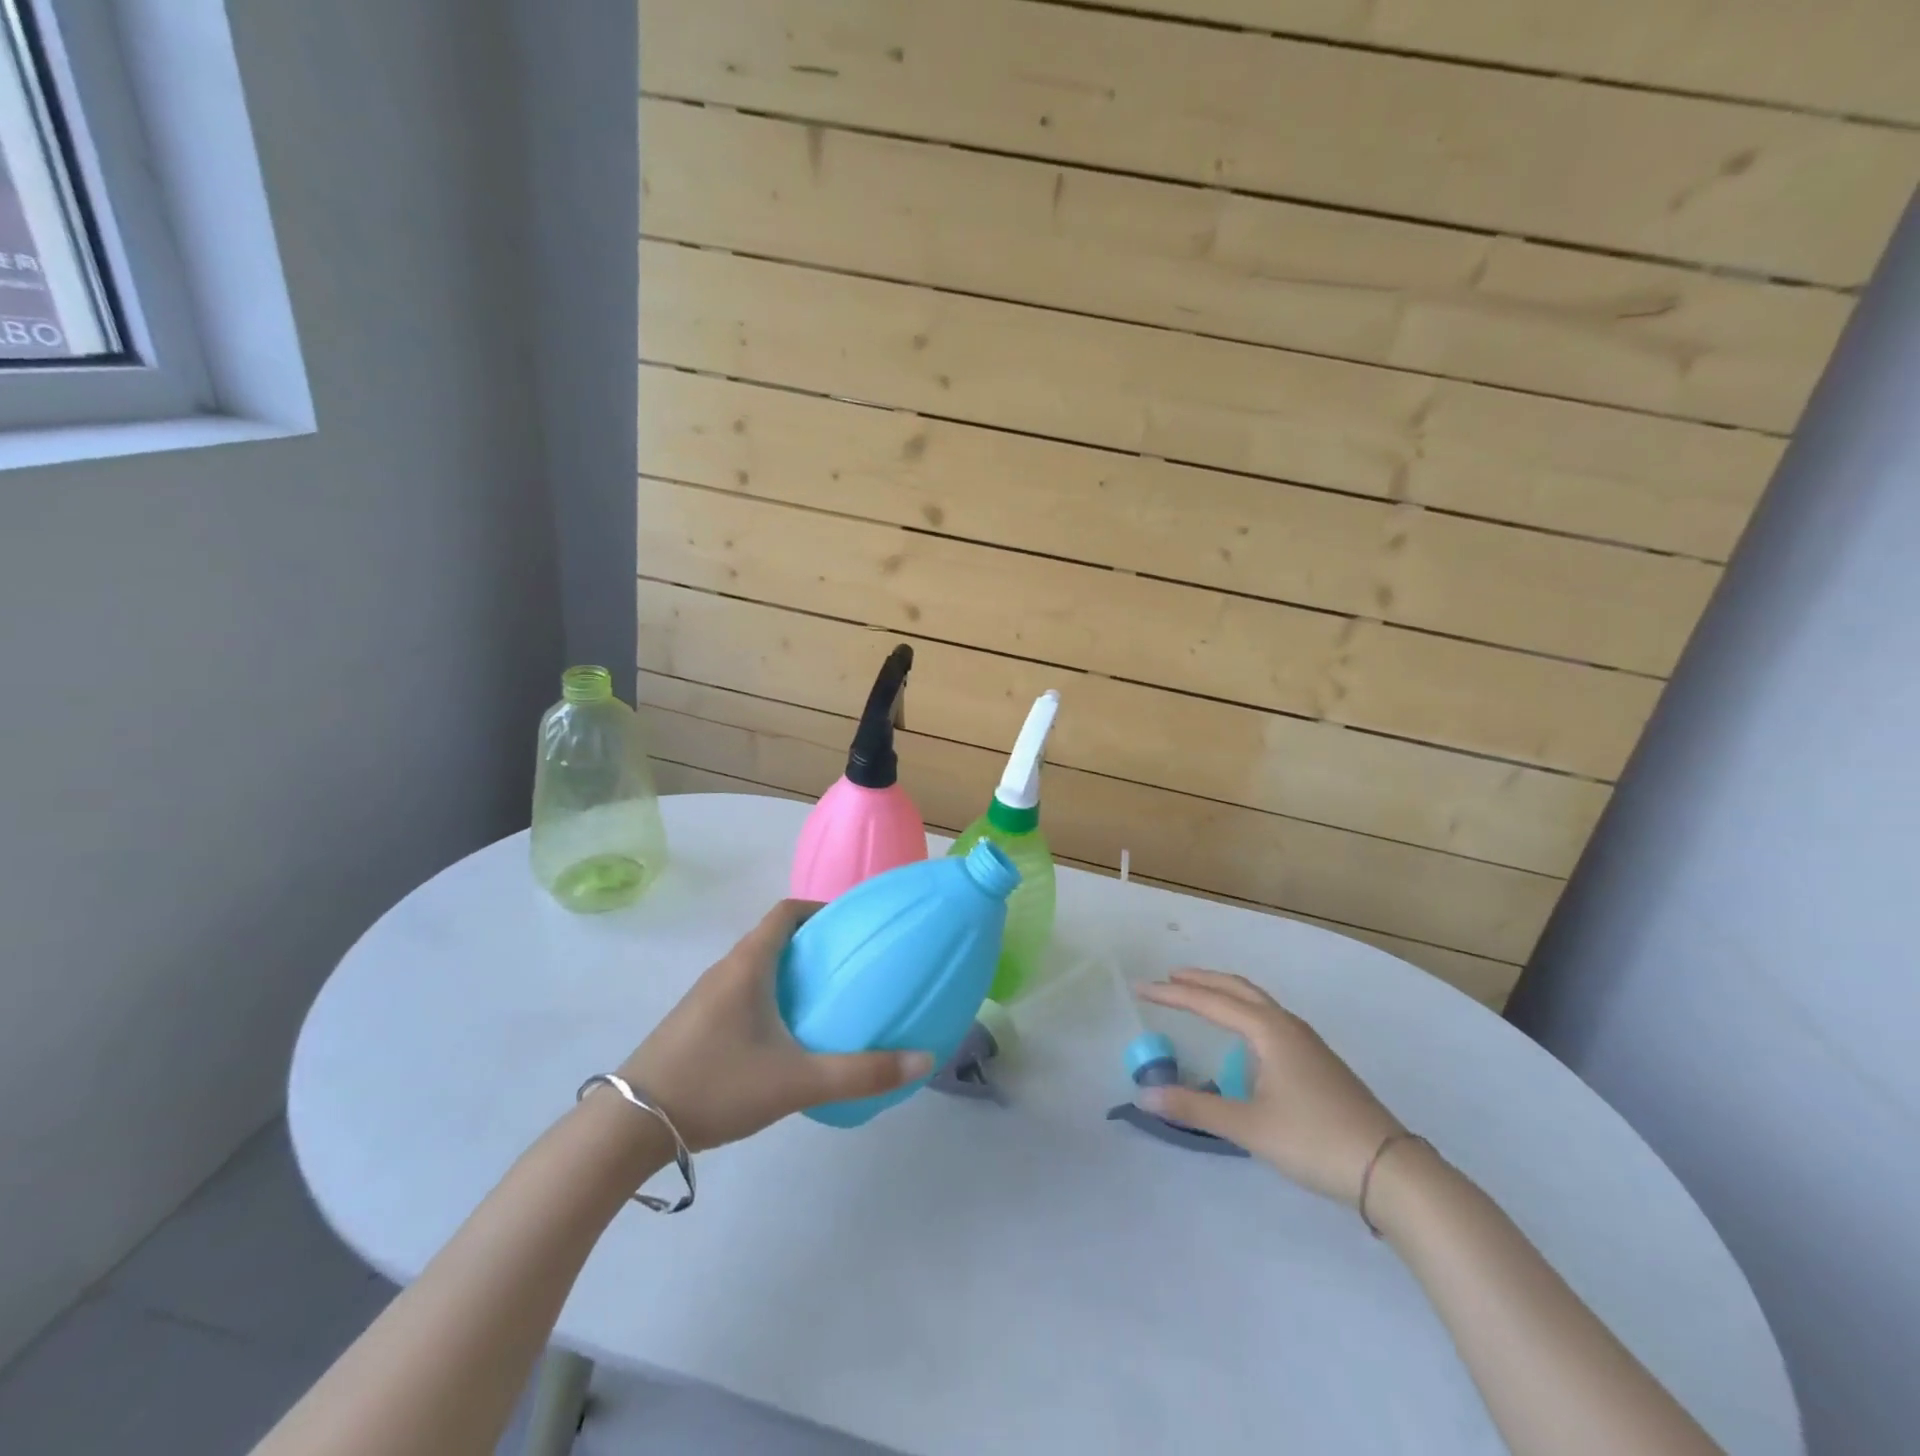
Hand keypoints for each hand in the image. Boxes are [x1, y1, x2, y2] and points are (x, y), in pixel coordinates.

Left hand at [618, 899, 933, 1150]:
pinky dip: (769, 997)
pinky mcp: (694, 1025)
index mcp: (748, 965)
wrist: (628, 1127)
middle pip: (773, 938)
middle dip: (812, 944)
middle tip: (851, 965)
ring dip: (789, 973)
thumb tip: (923, 1059)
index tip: (852, 926)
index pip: (786, 912)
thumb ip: (862, 1073)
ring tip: (826, 999)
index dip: (820, 909)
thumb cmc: (716, 1084)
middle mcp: (725, 971)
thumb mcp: (797, 1081)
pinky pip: (741, 993)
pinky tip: (785, 1037)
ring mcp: (704, 999)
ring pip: (756, 968)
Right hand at [1136, 969, 1401, 1206]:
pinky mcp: (1317, 1061)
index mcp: (1269, 1030)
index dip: (1172, 994)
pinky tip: (1242, 1036)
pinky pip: (1269, 1018)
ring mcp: (1307, 1042)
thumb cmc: (1314, 1140)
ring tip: (1199, 997)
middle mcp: (1287, 1025)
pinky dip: (1243, 1011)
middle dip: (1201, 980)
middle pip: (1237, 988)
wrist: (1390, 1170)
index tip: (1141, 988)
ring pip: (1257, 1002)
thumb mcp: (1248, 1126)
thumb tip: (1143, 1095)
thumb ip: (1194, 1108)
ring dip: (1224, 993)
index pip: (1210, 1002)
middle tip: (1168, 978)